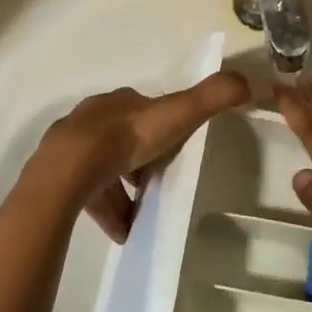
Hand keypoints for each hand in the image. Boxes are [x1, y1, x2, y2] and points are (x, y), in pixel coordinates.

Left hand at [27, 72, 249, 241]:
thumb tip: (253, 81)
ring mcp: (72, 146)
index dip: (162, 126)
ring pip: (104, 167)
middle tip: (157, 182)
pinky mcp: (59, 175)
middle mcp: (94, 118)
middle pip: (122, 138)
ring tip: (141, 214)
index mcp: (121, 102)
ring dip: (122, 188)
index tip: (175, 148)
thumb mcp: (178, 113)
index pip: (145, 110)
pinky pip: (88, 193)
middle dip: (140, 159)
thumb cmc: (128, 138)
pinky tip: (122, 231)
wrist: (70, 169)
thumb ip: (213, 97)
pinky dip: (107, 210)